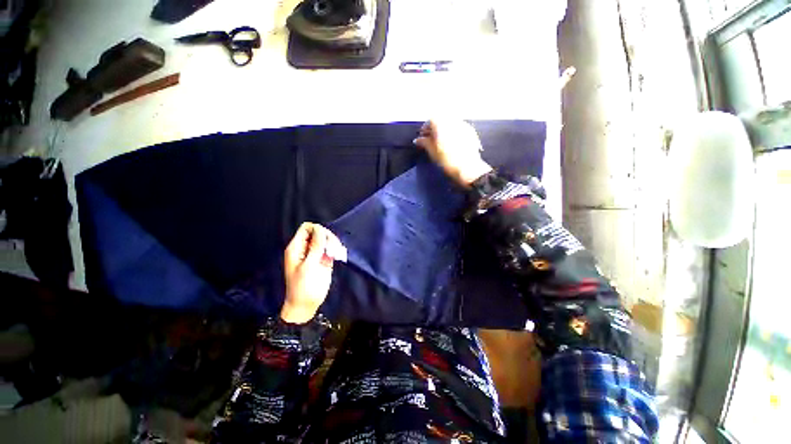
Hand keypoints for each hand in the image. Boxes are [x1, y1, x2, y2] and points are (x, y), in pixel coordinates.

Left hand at [282, 223, 345, 323]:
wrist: (306, 305)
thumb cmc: (303, 287)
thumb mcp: (309, 266)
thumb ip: (315, 247)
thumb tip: (321, 229)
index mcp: (297, 247)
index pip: (307, 228)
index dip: (317, 230)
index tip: (325, 239)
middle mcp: (306, 248)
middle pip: (319, 232)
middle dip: (328, 237)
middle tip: (333, 249)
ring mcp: (316, 254)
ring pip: (327, 240)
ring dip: (334, 244)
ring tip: (336, 254)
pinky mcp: (324, 260)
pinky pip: (331, 249)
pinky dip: (336, 250)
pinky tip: (338, 256)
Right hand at [414, 120, 492, 186]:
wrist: (467, 168)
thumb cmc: (447, 160)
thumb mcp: (432, 151)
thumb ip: (424, 142)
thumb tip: (418, 140)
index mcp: (442, 123)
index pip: (430, 120)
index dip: (425, 128)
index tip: (422, 136)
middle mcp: (453, 120)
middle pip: (441, 120)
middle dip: (435, 128)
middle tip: (430, 139)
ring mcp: (464, 125)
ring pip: (450, 123)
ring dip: (444, 130)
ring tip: (441, 142)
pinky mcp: (471, 132)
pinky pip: (459, 128)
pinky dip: (453, 133)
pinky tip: (451, 143)